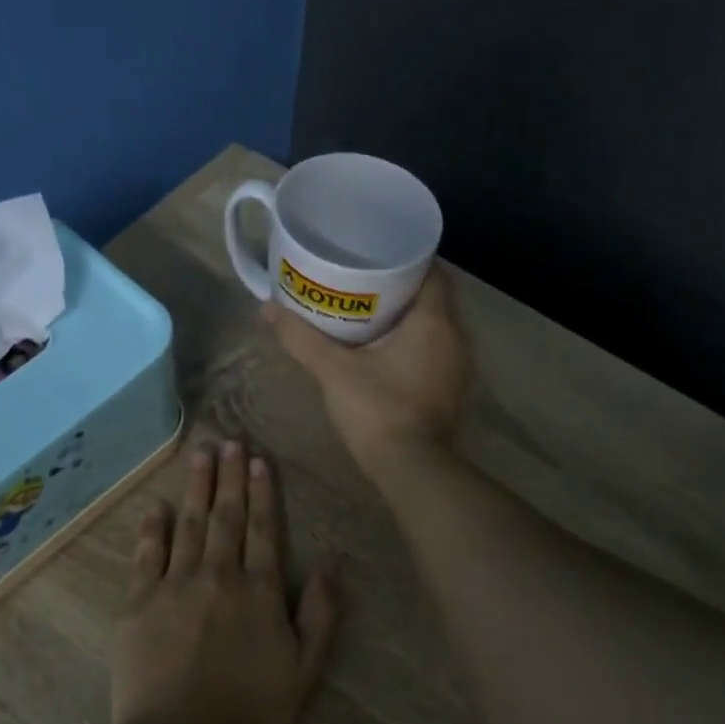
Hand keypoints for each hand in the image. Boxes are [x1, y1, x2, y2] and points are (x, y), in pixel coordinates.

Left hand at [113, 439, 340, 723]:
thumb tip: (333, 562)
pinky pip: (146, 556)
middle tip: (229, 440)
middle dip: (228, 476)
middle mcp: (218, 576)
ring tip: (199, 454)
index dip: (262, 492)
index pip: (262, 529)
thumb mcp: (304, 671)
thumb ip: (321, 614)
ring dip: (195, 487)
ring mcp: (174, 586)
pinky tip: (157, 506)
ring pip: (188, 525)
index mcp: (259, 591)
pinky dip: (152, 528)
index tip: (258, 460)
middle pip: (224, 516)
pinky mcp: (138, 604)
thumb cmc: (250, 715)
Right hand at [263, 266, 470, 477]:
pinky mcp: (451, 391)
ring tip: (370, 312)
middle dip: (402, 287)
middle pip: (433, 298)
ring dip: (408, 318)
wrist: (410, 469)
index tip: (377, 255)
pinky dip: (414, 344)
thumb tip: (267, 309)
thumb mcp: (333, 370)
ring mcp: (457, 368)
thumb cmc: (377, 409)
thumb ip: (301, 338)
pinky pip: (435, 352)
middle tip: (364, 281)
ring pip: (435, 327)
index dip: (408, 259)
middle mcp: (455, 338)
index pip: (433, 272)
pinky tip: (385, 350)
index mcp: (434, 322)